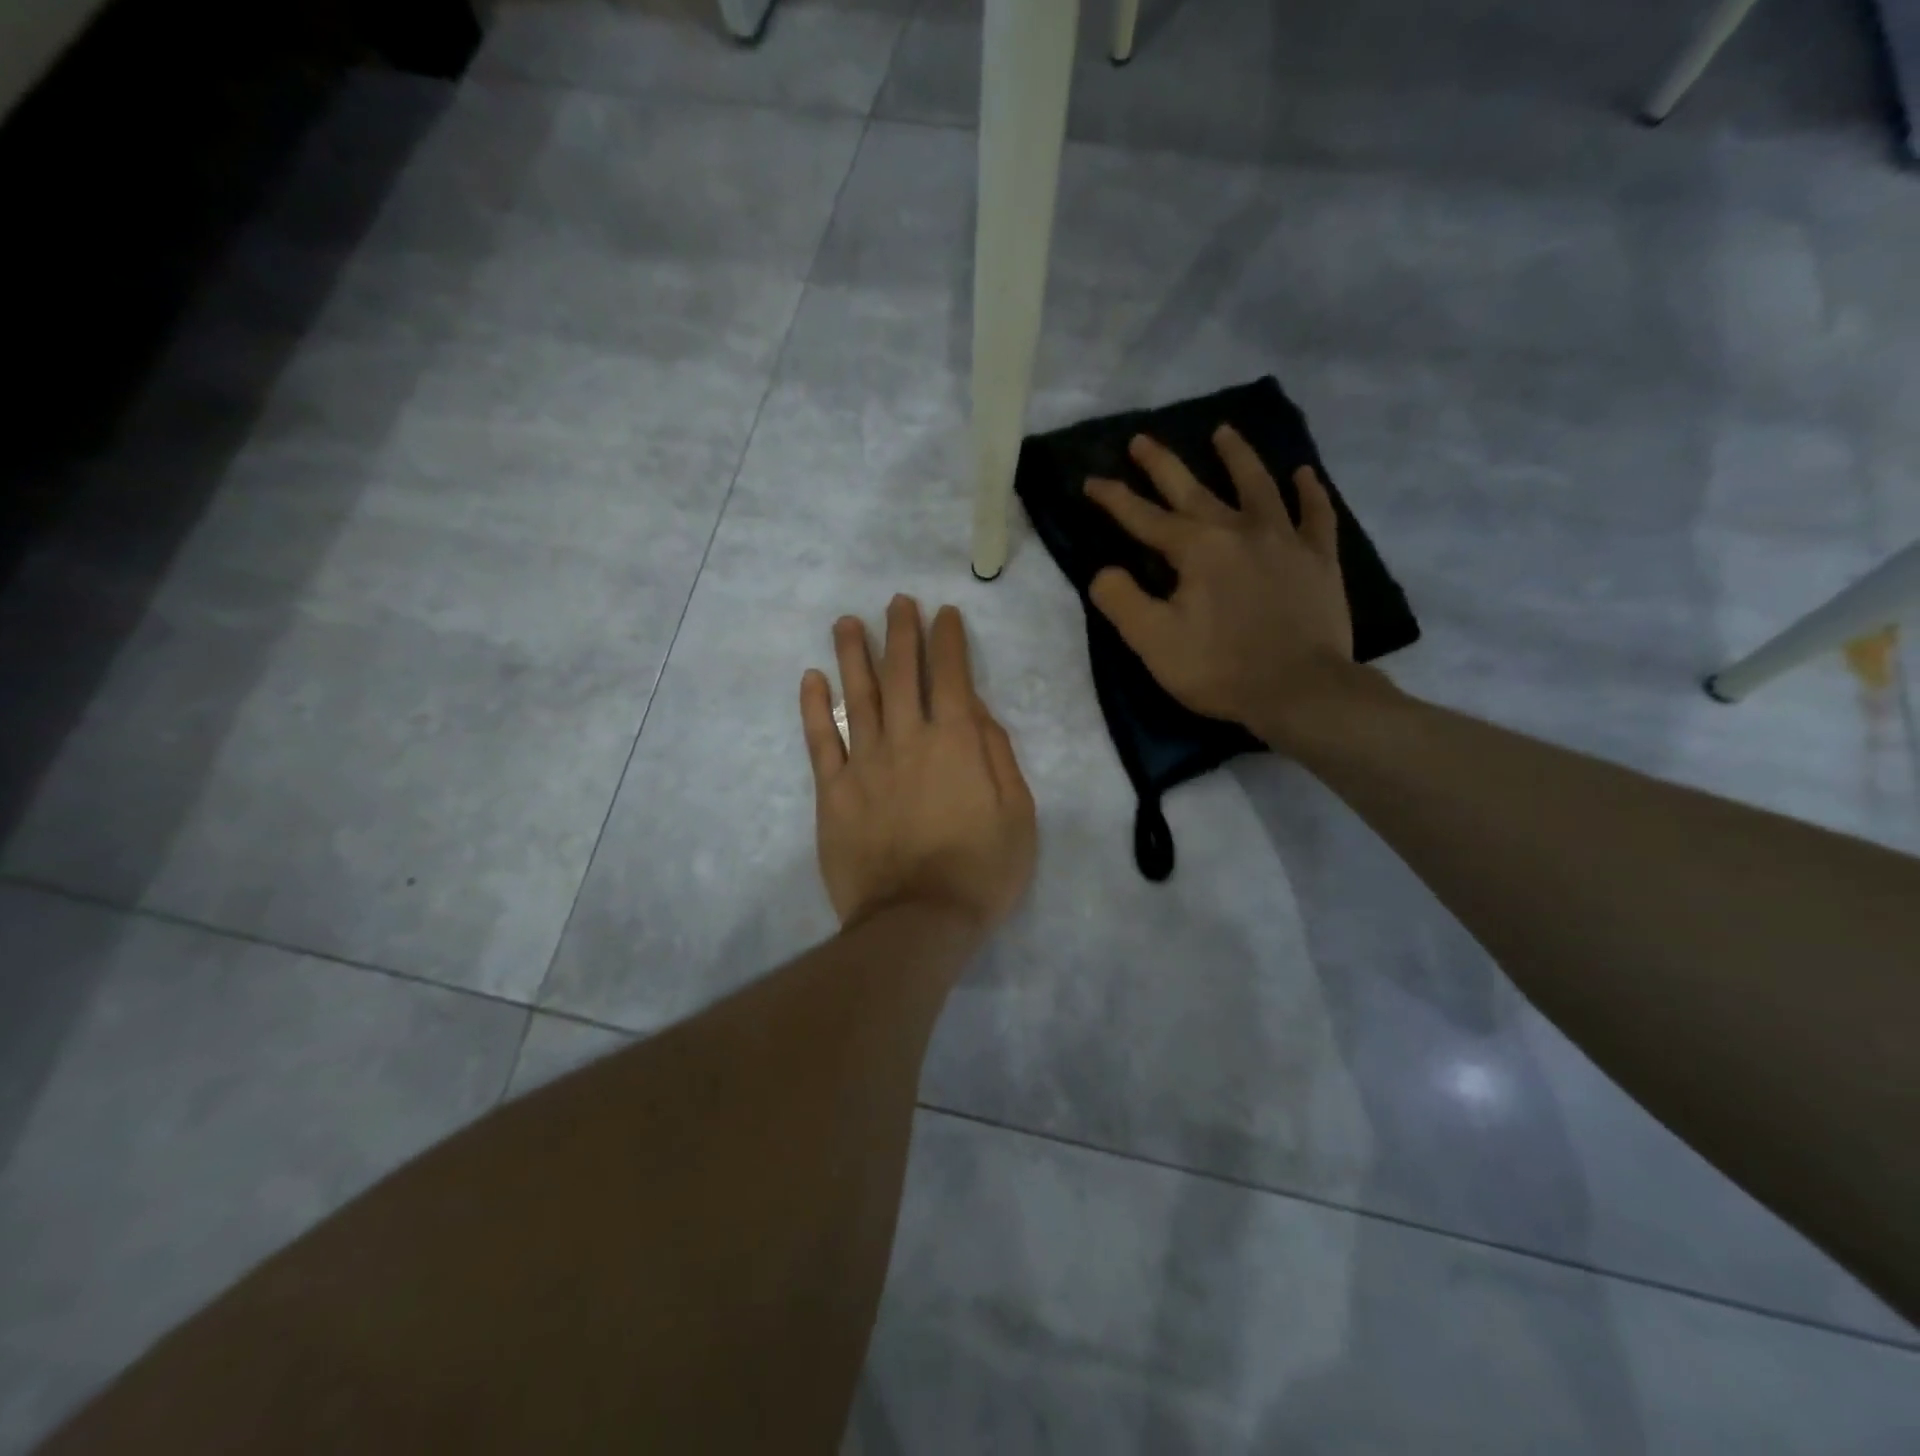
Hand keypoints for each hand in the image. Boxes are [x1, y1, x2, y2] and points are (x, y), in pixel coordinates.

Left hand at [800, 597, 1037, 939]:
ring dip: (852, 654)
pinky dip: (815, 707)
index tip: (944, 614)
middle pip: (901, 674)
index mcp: (956, 742)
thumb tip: (977, 710)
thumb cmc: (981, 872)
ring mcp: (864, 764)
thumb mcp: (1018, 814)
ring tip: (848, 622)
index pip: (952, 676)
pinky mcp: (833, 792)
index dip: (948, 641)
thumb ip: (998, 755)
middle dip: (901, 632)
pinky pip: (821, 740)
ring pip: (857, 695)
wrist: (918, 921)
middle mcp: (908, 739)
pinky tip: (812, 679)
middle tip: (897, 602)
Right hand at [1086, 427, 1361, 749]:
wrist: (1301, 691)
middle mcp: (1239, 530)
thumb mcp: (1153, 642)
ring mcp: (1285, 540)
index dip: (1114, 498)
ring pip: (1259, 485)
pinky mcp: (1320, 559)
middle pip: (1195, 488)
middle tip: (1142, 439)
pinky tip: (1304, 474)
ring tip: (1224, 432)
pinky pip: (1316, 515)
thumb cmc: (1220, 668)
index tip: (1091, 480)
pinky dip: (1310, 492)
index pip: (1144, 517)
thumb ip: (1121, 601)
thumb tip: (1104, 571)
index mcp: (1196, 549)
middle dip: (1162, 464)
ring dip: (1238, 456)